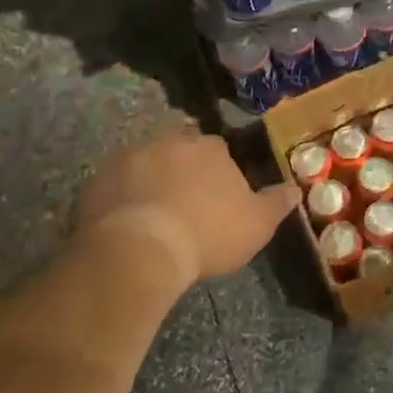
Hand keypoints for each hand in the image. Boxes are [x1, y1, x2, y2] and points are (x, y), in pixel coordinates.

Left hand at [77, 125, 299, 281]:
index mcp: (210, 147)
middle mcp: (169, 140)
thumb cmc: (208, 234)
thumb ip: (277, 203)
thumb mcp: (257, 225)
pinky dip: (123, 196)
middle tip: (186, 200)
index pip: (219, 149)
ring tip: (154, 212)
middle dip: (183, 167)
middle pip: (179, 149)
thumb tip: (295, 189)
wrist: (140, 251)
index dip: (220, 171)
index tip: (219, 195)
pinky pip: (116, 183)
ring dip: (151, 179)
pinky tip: (128, 221)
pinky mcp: (98, 179)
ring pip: (146, 162)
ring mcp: (129, 157)